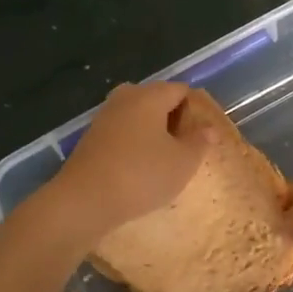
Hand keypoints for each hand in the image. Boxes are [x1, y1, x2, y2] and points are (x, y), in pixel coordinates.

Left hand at [46, 82, 212, 241]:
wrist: (83, 201)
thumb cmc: (141, 175)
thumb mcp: (183, 162)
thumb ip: (199, 142)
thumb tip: (209, 128)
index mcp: (150, 96)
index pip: (181, 90)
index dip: (195, 109)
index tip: (201, 135)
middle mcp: (125, 98)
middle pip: (156, 99)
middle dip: (172, 118)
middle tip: (184, 147)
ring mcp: (104, 117)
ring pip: (137, 116)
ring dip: (152, 132)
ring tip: (163, 160)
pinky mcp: (90, 138)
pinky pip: (121, 132)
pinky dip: (133, 143)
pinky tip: (138, 168)